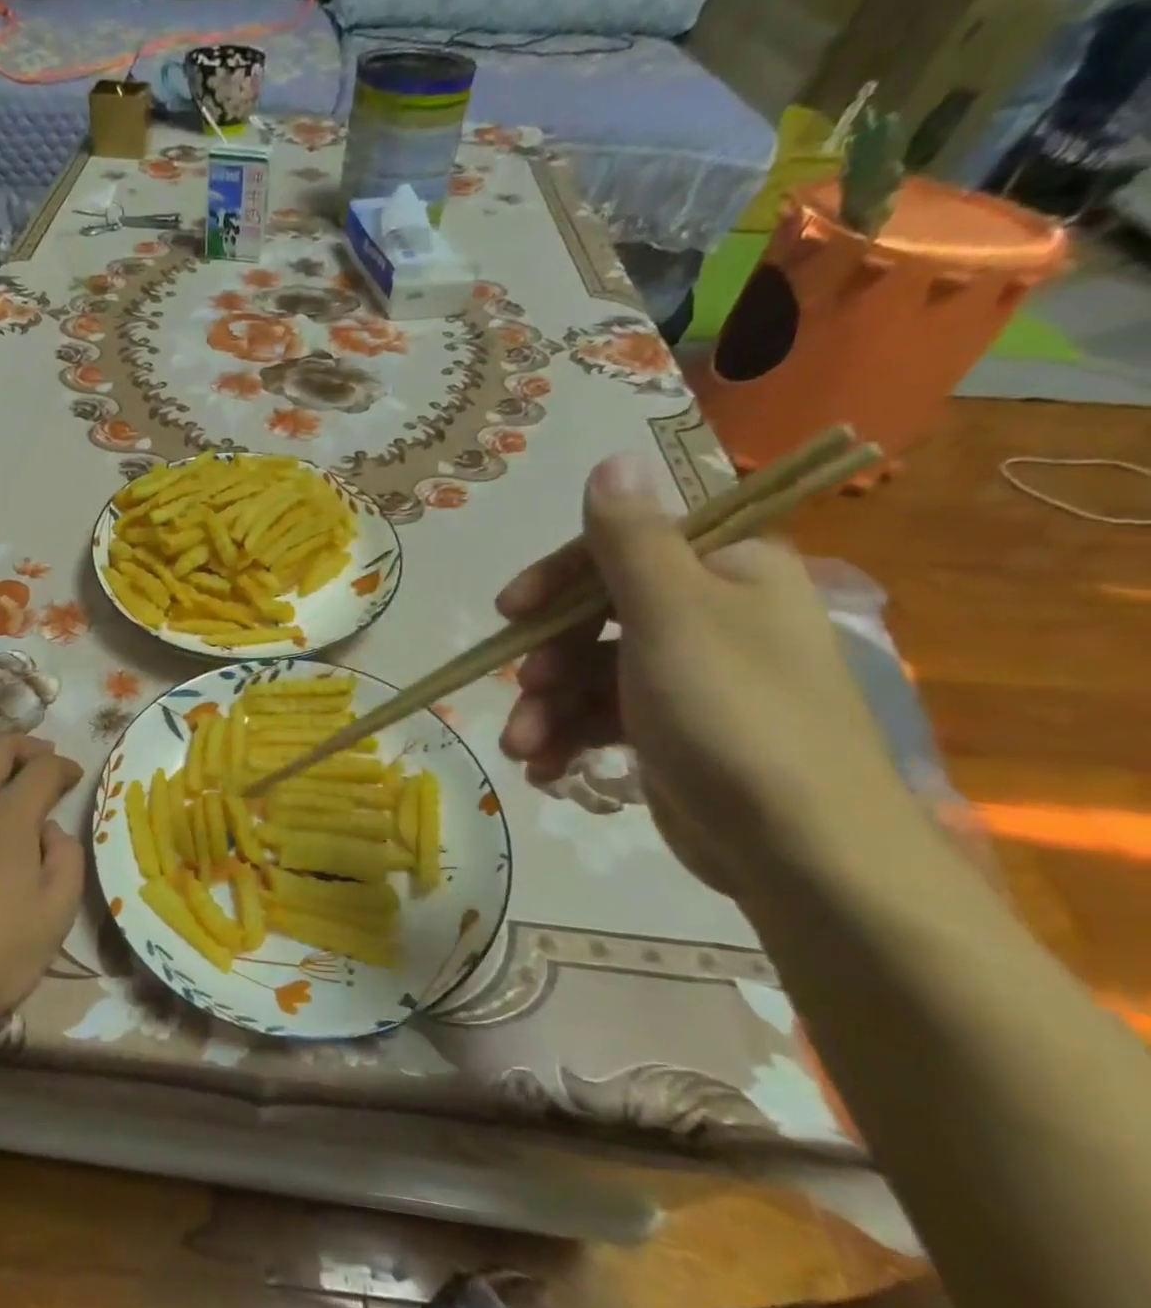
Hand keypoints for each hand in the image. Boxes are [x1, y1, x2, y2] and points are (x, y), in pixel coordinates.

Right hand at [499, 453, 916, 910]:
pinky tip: (545, 768)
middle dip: (548, 658)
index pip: (622, 548)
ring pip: (590, 674)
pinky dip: (567, 739)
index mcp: (726, 571)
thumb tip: (614, 456)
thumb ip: (631, 538)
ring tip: (523, 747)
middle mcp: (709, 616)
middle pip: (597, 617)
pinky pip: (602, 719)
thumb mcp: (673, 614)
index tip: (510, 611)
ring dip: (546, 709)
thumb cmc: (732, 714)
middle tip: (521, 690)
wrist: (798, 850)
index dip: (558, 578)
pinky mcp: (670, 733)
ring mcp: (688, 678)